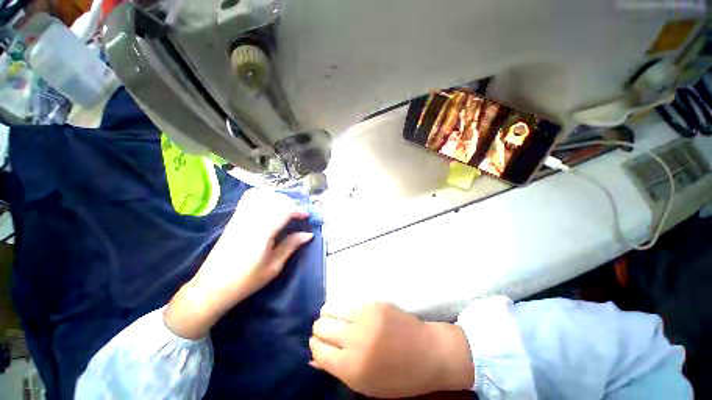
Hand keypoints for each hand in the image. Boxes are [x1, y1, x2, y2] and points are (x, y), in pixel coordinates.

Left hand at [164, 188, 313, 338]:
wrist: (213, 286)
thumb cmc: (247, 280)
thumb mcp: (274, 266)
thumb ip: (291, 245)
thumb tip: (308, 234)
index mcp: (262, 232)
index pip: (284, 209)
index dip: (298, 210)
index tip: (306, 217)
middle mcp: (251, 219)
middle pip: (275, 199)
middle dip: (290, 203)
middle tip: (298, 215)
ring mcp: (240, 217)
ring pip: (262, 195)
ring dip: (278, 199)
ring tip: (286, 209)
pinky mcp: (234, 218)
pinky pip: (249, 198)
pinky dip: (263, 196)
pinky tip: (269, 205)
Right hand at [310, 303, 474, 398]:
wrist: (428, 352)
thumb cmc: (398, 377)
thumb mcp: (366, 385)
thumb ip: (338, 370)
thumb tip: (313, 358)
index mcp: (351, 367)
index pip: (318, 350)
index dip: (315, 346)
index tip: (318, 343)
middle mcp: (355, 339)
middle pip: (321, 326)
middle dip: (320, 330)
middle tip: (326, 332)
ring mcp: (365, 316)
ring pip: (331, 309)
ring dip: (328, 314)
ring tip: (333, 318)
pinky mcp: (374, 303)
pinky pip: (349, 302)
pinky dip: (343, 307)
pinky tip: (348, 312)